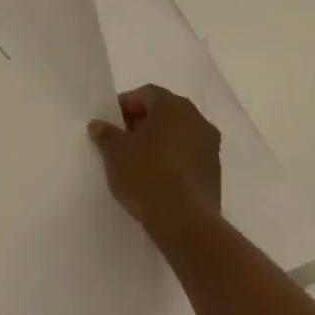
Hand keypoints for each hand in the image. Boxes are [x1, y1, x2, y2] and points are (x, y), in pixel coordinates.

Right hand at [88, 84, 222, 240]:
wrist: (185, 222)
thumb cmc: (146, 174)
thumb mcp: (115, 152)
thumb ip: (106, 134)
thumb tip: (99, 125)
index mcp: (174, 107)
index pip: (147, 93)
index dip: (126, 103)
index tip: (111, 120)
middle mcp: (197, 120)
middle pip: (166, 112)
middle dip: (143, 121)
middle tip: (121, 138)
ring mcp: (211, 147)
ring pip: (179, 134)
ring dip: (159, 141)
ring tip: (136, 159)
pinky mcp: (215, 173)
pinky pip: (188, 155)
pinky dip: (172, 159)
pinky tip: (155, 176)